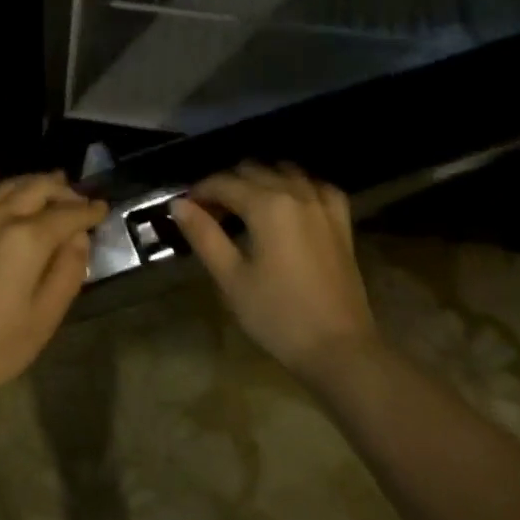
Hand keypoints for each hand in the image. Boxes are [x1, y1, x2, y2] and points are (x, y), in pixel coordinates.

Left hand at [0, 170, 106, 404]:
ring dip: (28, 181)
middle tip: (76, 196)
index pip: (67, 215)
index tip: (102, 208)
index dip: (88, 211)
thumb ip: (67, 273)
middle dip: (61, 190)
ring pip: (3, 188)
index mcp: (29, 241)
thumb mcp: (44, 319)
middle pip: (36, 191)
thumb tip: (79, 238)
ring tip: (45, 183)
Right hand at [171, 162, 376, 378]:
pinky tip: (290, 202)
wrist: (340, 349)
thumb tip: (179, 204)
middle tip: (210, 213)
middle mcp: (296, 194)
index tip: (185, 208)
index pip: (223, 183)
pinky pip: (318, 187)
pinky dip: (299, 186)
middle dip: (227, 184)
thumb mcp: (231, 278)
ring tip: (245, 206)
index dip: (200, 192)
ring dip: (261, 179)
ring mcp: (323, 206)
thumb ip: (204, 235)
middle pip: (254, 171)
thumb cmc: (277, 315)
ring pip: (286, 172)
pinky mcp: (341, 223)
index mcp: (267, 205)